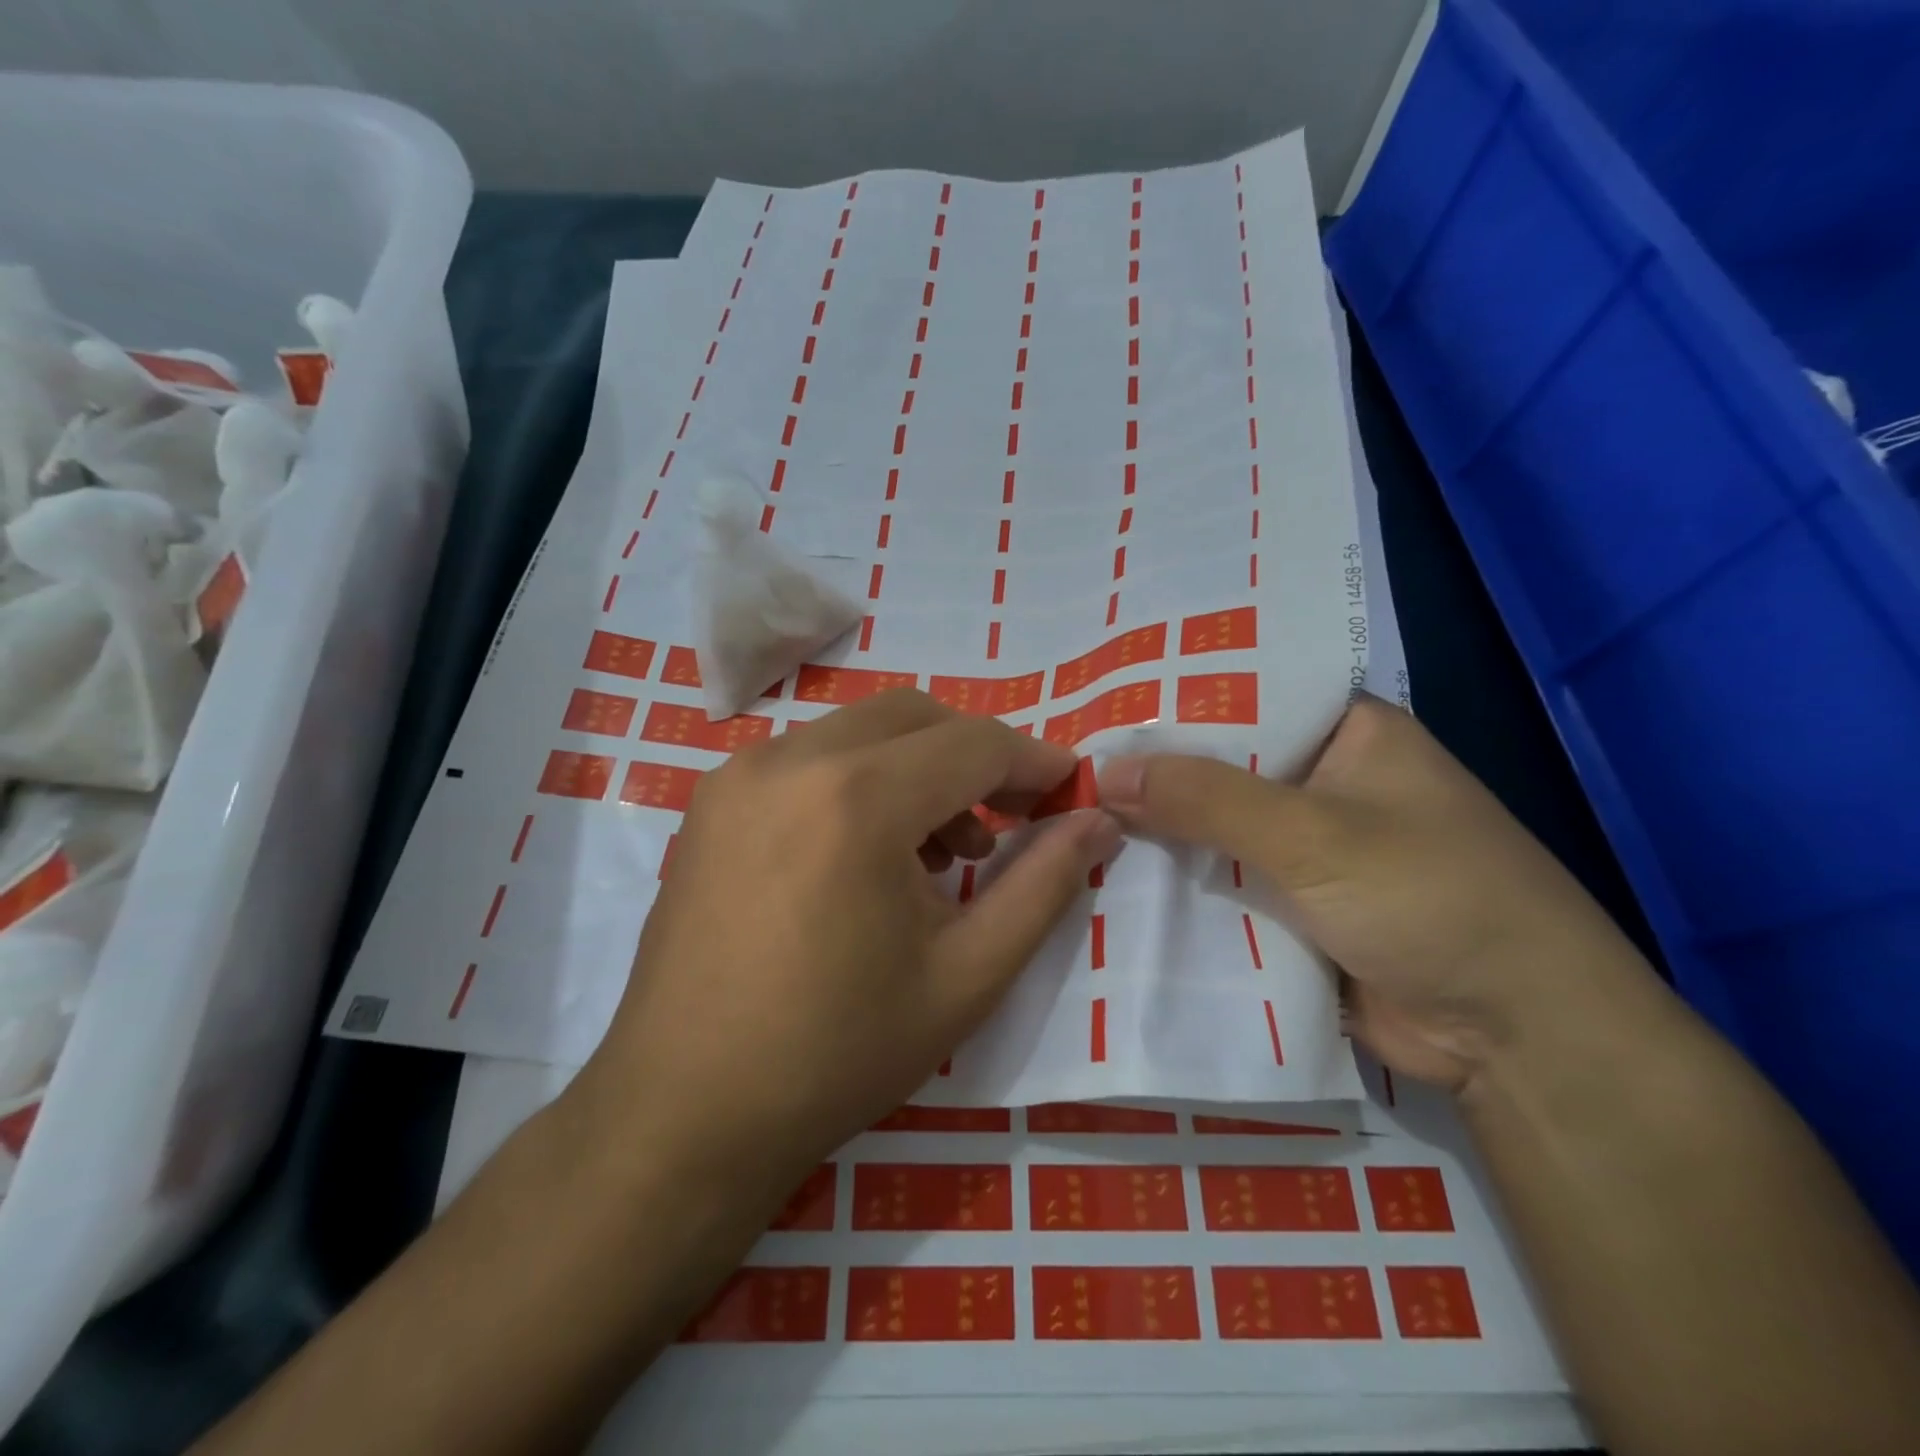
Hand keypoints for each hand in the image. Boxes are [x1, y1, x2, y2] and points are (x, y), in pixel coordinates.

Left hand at [581, 690, 1117, 1203]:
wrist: (685, 1111)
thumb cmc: (838, 1054)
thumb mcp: (967, 976)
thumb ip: (1044, 886)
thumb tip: (1098, 822)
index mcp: (857, 798)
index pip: (974, 744)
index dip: (1033, 762)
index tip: (1069, 791)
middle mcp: (791, 760)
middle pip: (916, 717)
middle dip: (975, 756)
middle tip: (1008, 820)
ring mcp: (740, 774)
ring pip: (860, 730)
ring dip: (917, 766)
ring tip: (941, 852)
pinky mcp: (712, 800)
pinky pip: (810, 757)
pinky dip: (861, 778)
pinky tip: (869, 853)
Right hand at [1097, 696, 1644, 1091]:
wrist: (1518, 1039)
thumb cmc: (1432, 899)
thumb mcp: (1312, 834)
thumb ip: (1205, 798)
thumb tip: (1102, 773)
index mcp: (1346, 732)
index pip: (1243, 692)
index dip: (1173, 696)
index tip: (1097, 698)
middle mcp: (1323, 780)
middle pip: (1220, 764)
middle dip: (1153, 769)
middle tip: (1064, 760)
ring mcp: (1307, 847)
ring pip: (1214, 826)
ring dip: (1158, 830)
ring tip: (1068, 810)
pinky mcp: (1293, 905)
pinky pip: (1221, 880)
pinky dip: (1178, 881)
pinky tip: (1109, 872)